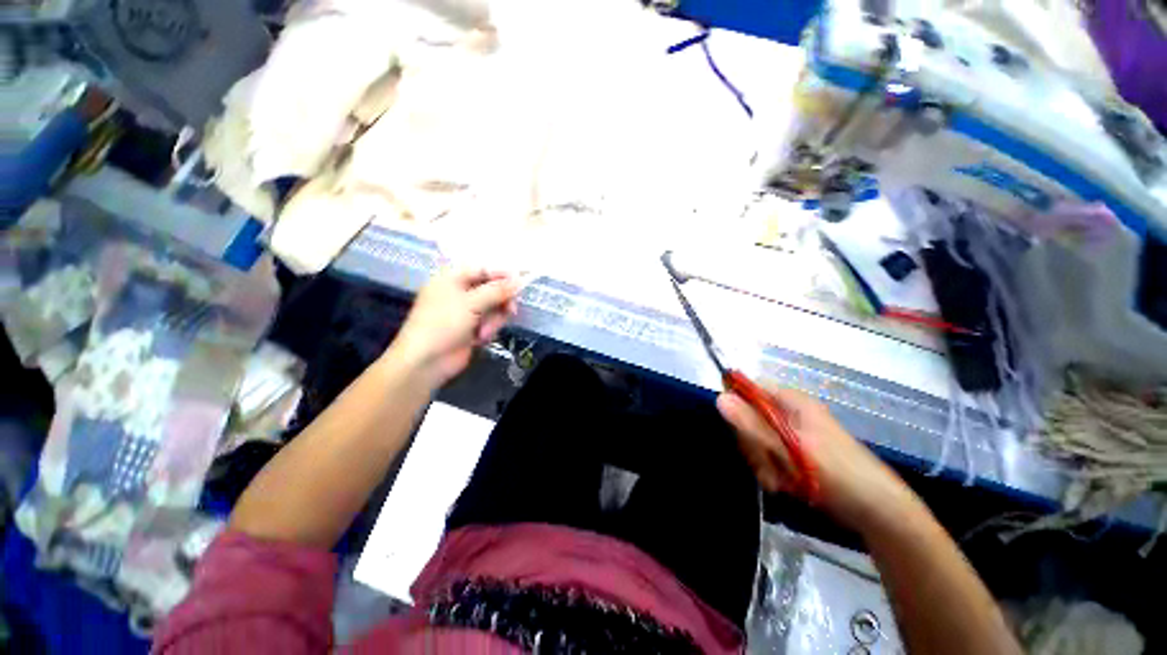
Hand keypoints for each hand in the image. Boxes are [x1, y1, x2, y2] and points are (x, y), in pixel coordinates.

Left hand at [389, 267, 519, 387]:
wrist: (426, 361)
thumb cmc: (443, 324)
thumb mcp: (471, 303)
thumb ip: (497, 290)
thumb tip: (519, 280)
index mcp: (452, 279)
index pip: (482, 269)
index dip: (502, 274)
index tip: (520, 282)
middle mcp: (459, 292)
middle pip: (491, 289)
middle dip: (501, 301)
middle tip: (510, 310)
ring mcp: (466, 312)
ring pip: (494, 307)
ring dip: (494, 319)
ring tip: (485, 331)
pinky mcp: (472, 328)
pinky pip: (490, 322)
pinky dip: (489, 329)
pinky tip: (480, 338)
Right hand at [717, 385, 916, 533]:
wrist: (877, 510)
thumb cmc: (837, 474)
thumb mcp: (790, 449)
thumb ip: (752, 424)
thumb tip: (718, 398)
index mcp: (790, 401)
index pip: (748, 389)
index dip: (737, 405)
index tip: (738, 430)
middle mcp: (789, 412)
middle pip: (749, 415)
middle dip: (752, 443)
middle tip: (766, 464)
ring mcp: (792, 432)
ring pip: (756, 438)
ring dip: (761, 461)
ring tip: (779, 480)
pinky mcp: (795, 451)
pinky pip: (768, 454)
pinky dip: (771, 470)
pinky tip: (784, 485)